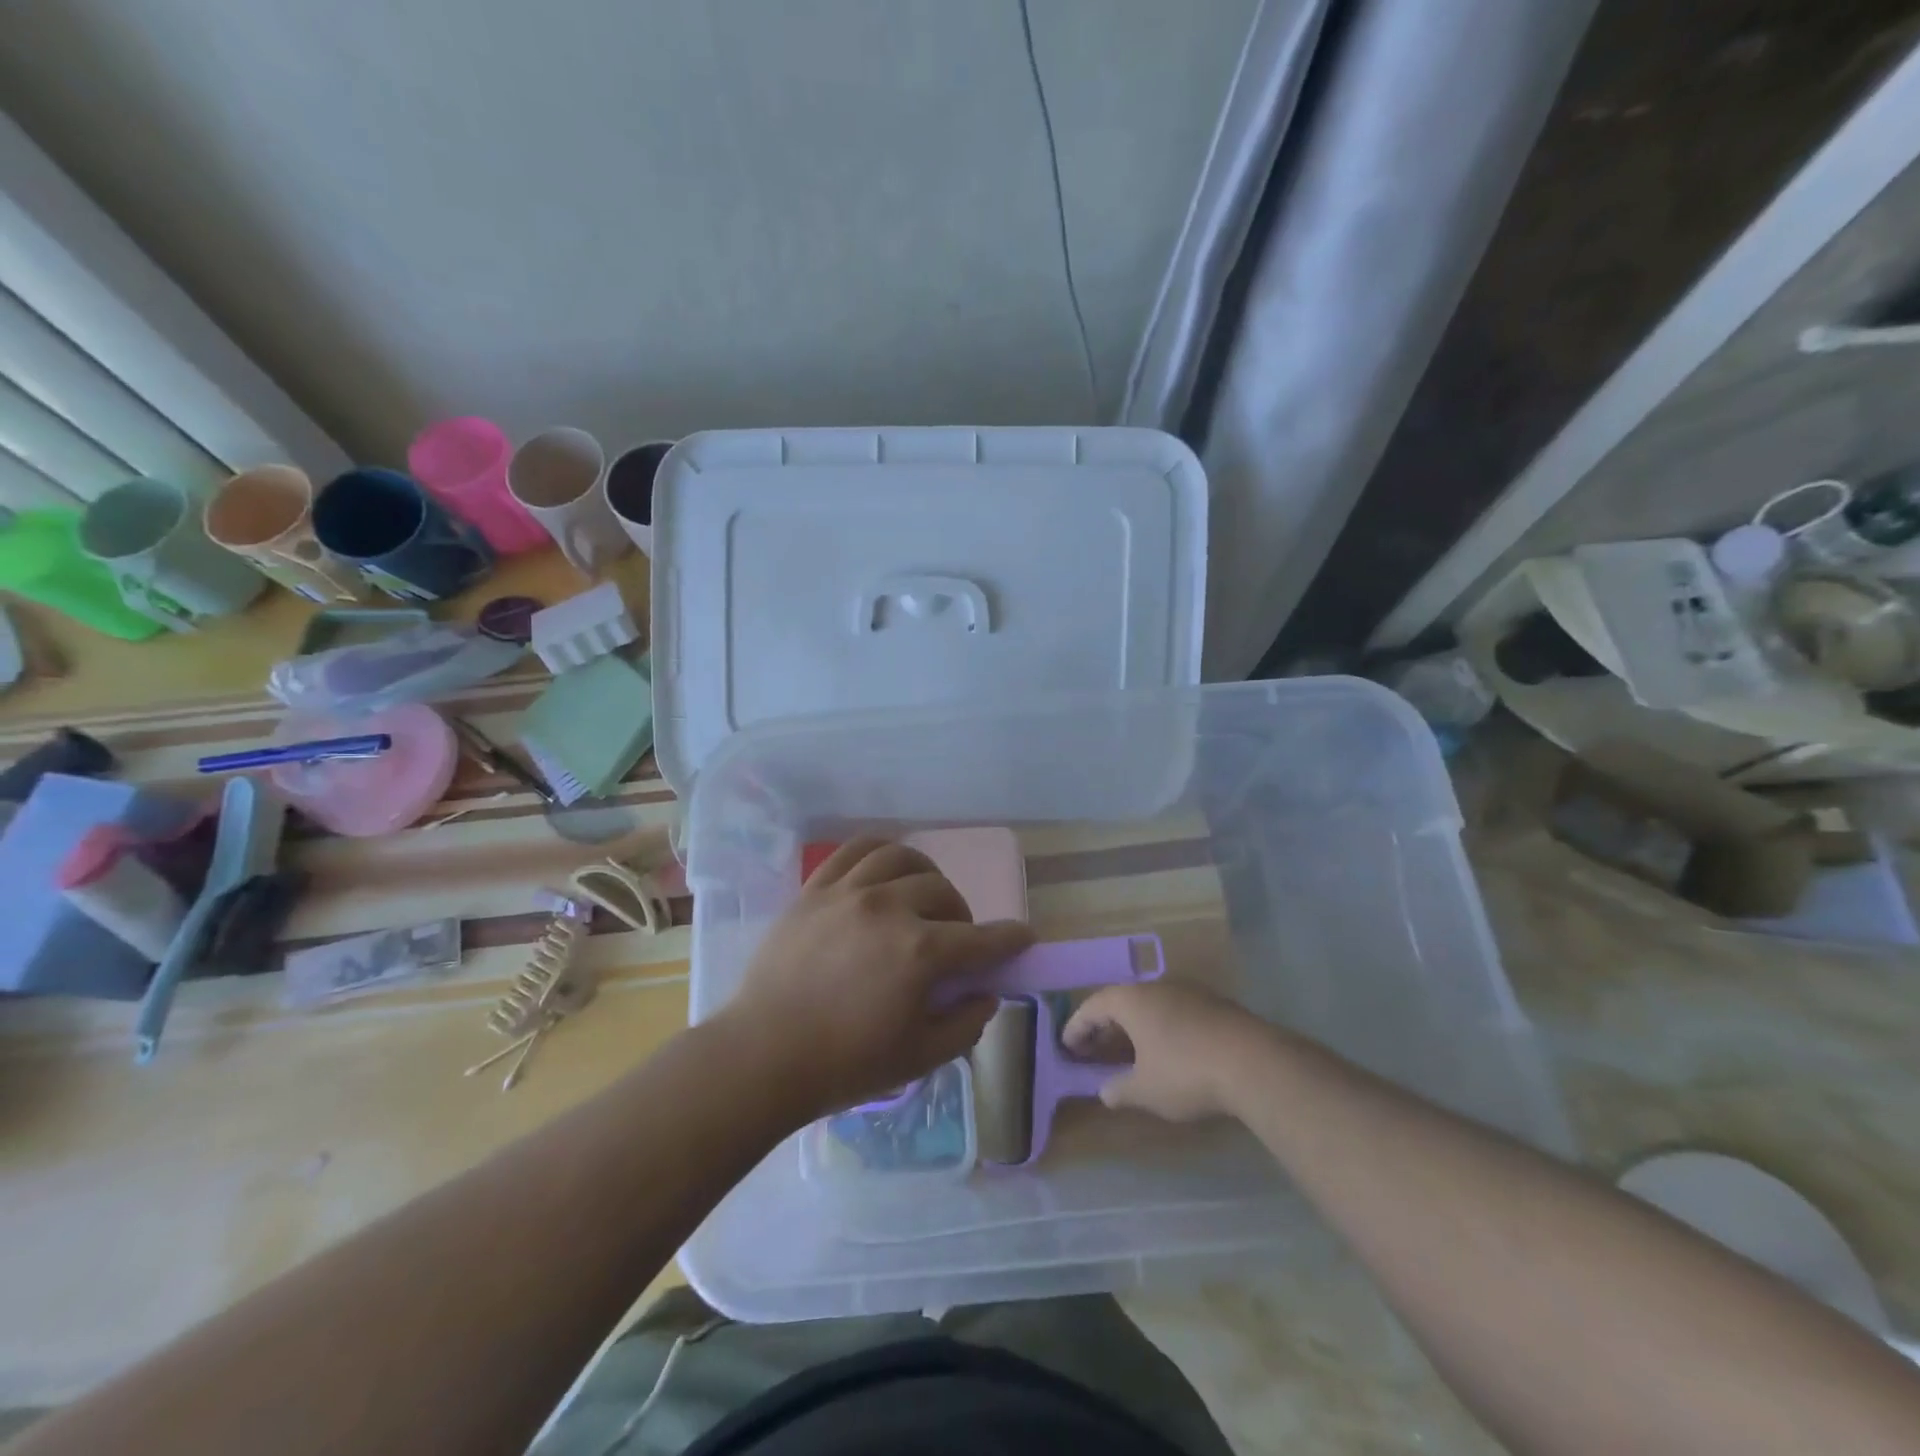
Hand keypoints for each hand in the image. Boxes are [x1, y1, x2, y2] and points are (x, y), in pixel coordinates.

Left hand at [719, 838, 1033, 1121]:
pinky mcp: (816, 889)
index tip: (1024, 937)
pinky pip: (855, 850)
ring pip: (903, 858)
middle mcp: (889, 909)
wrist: (762, 1056)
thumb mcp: (918, 1058)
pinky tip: (885, 871)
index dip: (1009, 939)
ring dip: (925, 875)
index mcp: (919, 953)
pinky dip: (881, 852)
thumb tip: (985, 994)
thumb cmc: (844, 1065)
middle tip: (955, 940)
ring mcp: (848, 893)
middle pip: (943, 893)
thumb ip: (964, 1024)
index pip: (981, 939)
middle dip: (962, 915)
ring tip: (921, 897)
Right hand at [1063, 982, 1274, 1121]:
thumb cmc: (1186, 1072)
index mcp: (1131, 1000)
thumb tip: (1105, 1092)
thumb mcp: (1145, 1091)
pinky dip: (1160, 1028)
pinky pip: (1174, 1012)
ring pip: (1150, 1005)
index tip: (1066, 1045)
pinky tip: (1167, 1052)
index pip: (1093, 1006)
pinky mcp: (1214, 1004)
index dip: (1077, 1026)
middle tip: (1093, 1049)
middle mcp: (1156, 987)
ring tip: (1129, 1052)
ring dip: (1134, 1027)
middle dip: (1105, 1026)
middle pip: (1121, 1001)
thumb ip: (1120, 1090)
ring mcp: (1188, 992)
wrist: (1254, 1062)